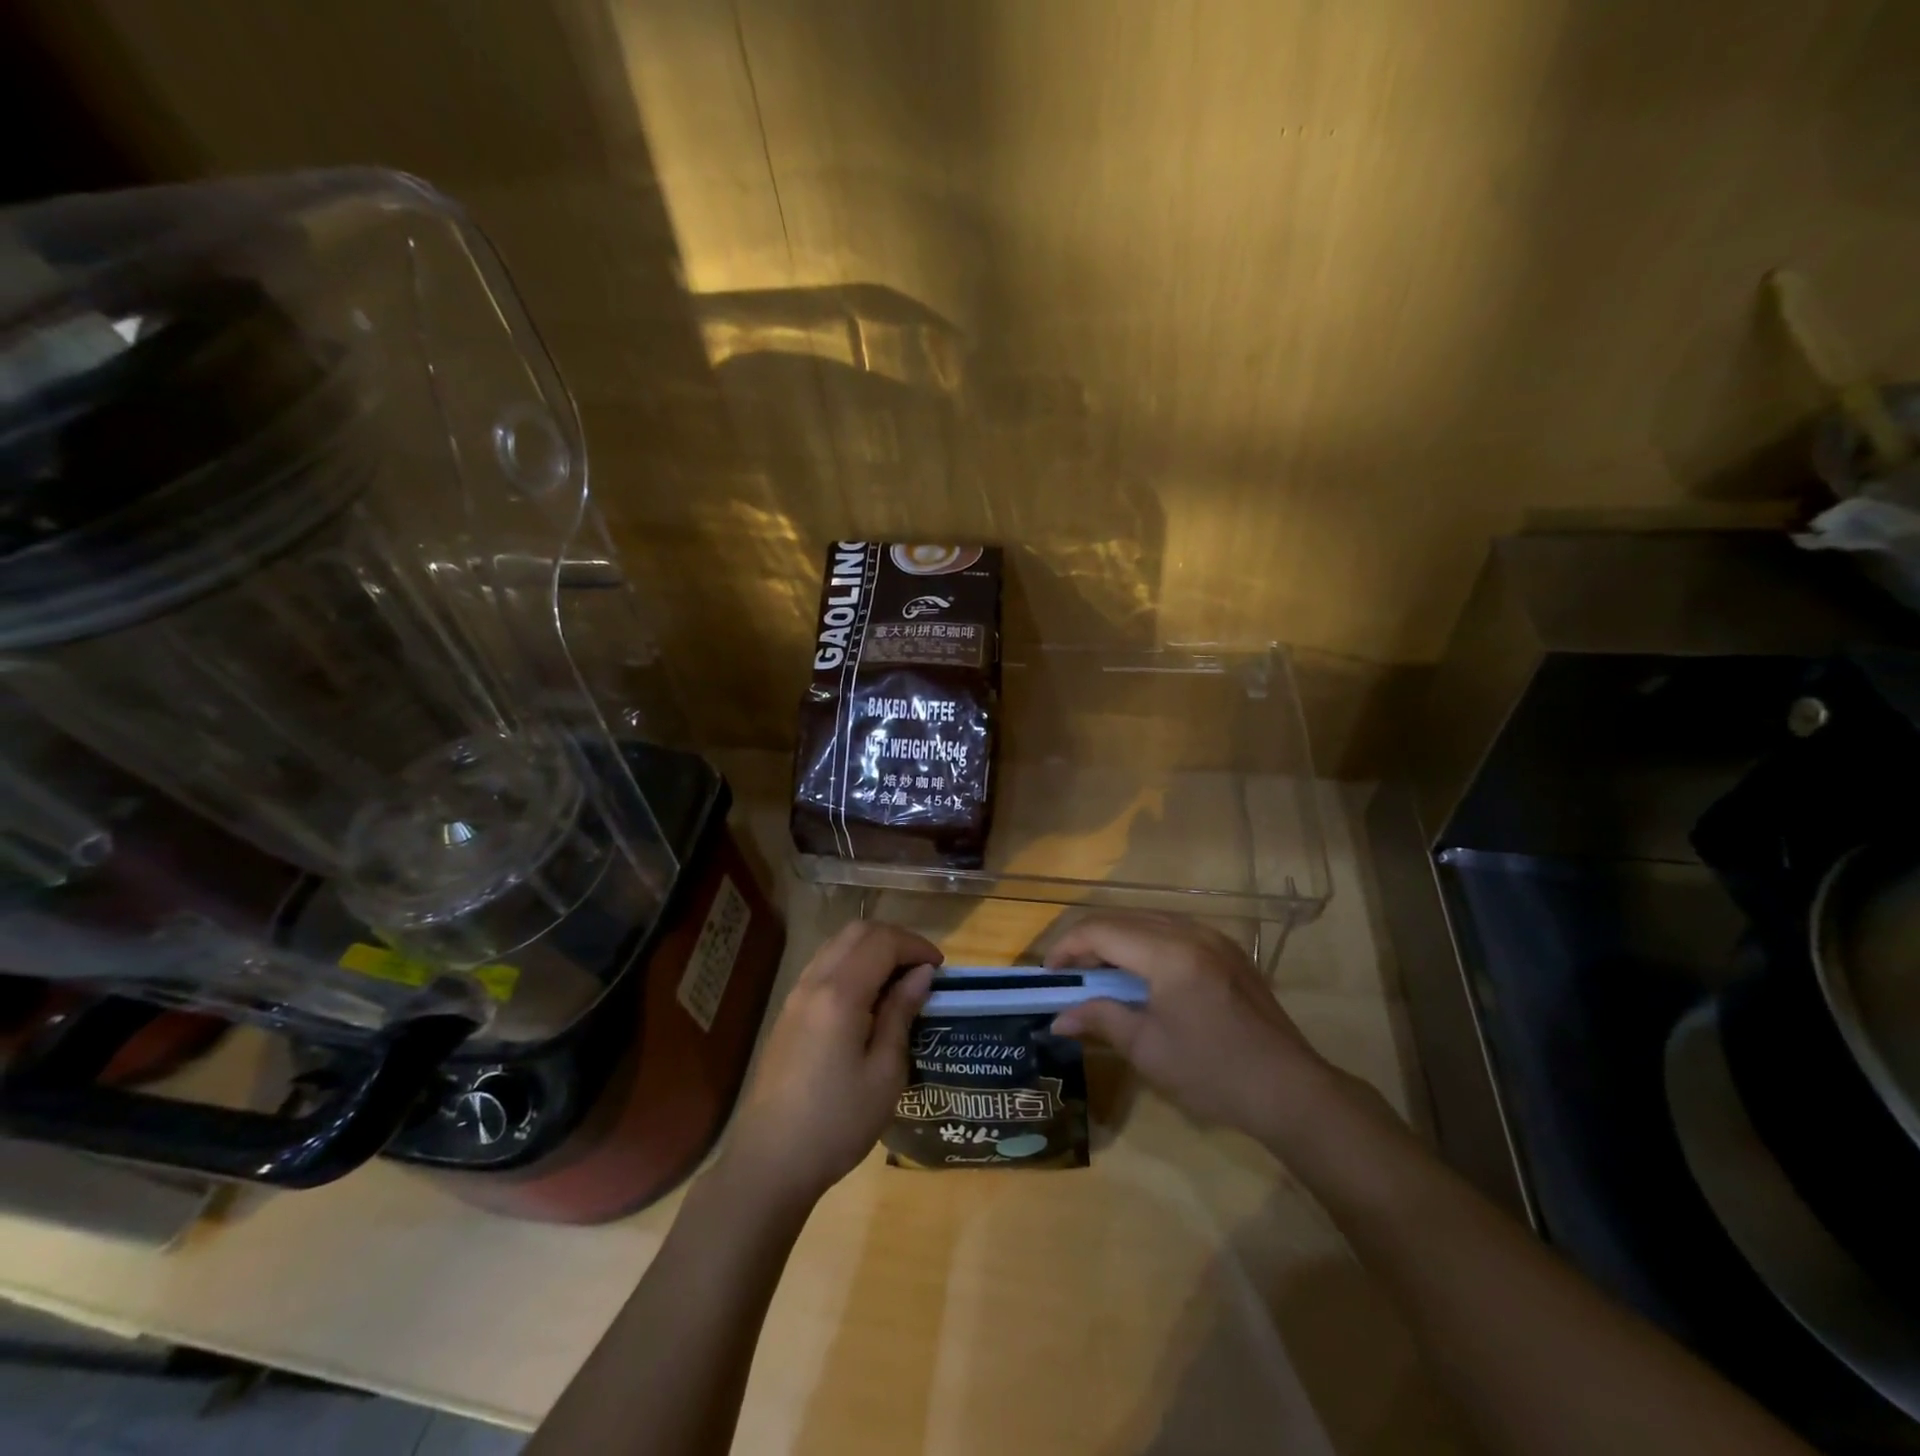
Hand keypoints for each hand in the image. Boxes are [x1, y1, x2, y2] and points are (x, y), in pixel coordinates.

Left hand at [725, 920, 939, 1206]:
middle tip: (922, 969)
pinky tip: (868, 998)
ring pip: (837, 945)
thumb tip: (921, 974)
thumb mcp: (884, 1073)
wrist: (769, 1162)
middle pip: (857, 932)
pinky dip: (852, 964)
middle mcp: (813, 982)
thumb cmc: (837, 1123)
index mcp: (840, 994)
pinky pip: (824, 966)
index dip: (916, 946)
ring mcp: (795, 995)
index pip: (882, 942)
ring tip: (899, 981)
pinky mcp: (788, 1012)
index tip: (940, 970)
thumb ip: (901, 1014)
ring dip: (872, 949)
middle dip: (895, 940)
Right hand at [1047, 912, 1345, 1144]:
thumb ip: (1100, 1020)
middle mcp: (1191, 932)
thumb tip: (1058, 1018)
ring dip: (1116, 938)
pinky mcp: (1227, 949)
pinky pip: (1172, 929)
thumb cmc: (1213, 1073)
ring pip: (1147, 919)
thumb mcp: (1148, 1049)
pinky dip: (1144, 942)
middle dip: (1088, 940)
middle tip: (1069, 974)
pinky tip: (1138, 972)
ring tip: (1098, 972)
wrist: (1290, 1090)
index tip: (1050, 974)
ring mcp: (1213, 937)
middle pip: (1123, 917)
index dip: (1068, 947)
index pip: (1102, 931)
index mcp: (1169, 953)